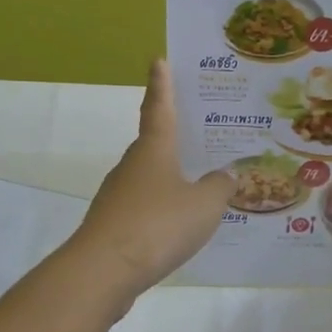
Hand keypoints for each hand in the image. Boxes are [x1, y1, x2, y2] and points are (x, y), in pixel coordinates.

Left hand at [71, 60, 232, 301]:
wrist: (104, 270)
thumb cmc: (158, 225)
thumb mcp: (204, 205)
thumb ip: (219, 188)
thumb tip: (227, 175)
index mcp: (153, 150)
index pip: (159, 108)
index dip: (162, 85)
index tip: (158, 61)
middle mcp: (131, 167)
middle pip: (154, 145)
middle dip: (174, 138)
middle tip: (201, 135)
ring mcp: (118, 197)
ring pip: (149, 180)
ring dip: (170, 179)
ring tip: (200, 186)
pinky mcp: (113, 226)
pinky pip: (144, 209)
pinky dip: (161, 211)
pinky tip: (178, 226)